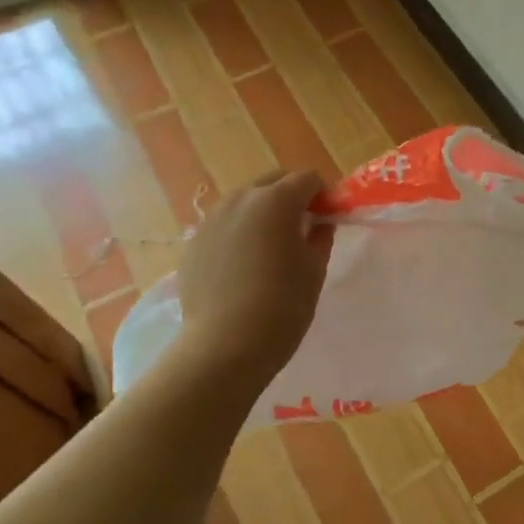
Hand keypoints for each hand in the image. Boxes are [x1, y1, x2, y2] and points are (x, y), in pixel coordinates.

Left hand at [170, 171, 333, 387]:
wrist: (225, 345)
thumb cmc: (283, 305)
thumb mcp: (314, 269)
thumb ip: (320, 237)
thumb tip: (319, 224)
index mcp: (276, 201)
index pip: (308, 179)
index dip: (324, 195)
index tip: (330, 219)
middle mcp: (241, 200)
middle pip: (273, 181)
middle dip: (292, 196)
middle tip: (304, 228)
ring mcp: (212, 219)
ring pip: (245, 201)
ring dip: (263, 212)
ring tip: (271, 247)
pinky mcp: (194, 243)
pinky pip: (224, 225)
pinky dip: (240, 233)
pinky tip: (244, 266)